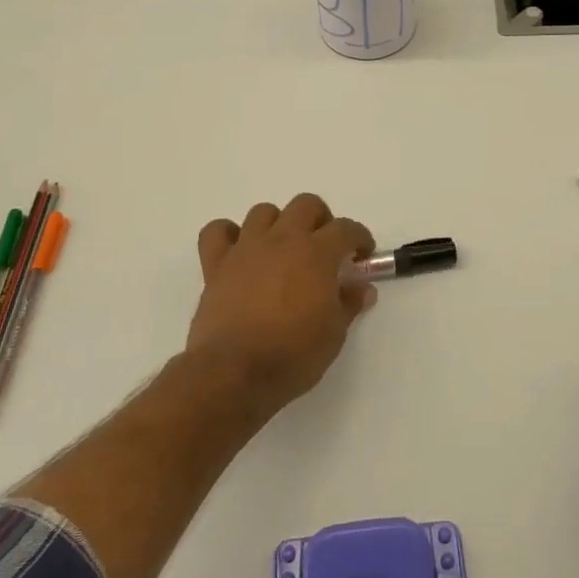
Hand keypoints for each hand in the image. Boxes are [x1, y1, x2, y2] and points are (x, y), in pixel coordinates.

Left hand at [186, 194, 375, 415]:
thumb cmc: (293, 354)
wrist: (235, 372)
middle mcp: (283, 239)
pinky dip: (228, 235)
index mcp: (317, 253)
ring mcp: (247, 248)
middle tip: (324, 247)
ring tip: (282, 249)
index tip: (362, 254)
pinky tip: (238, 253)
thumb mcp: (334, 333)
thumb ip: (349, 303)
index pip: (346, 228)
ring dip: (277, 224)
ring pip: (263, 212)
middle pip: (306, 204)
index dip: (359, 237)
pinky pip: (217, 232)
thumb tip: (362, 289)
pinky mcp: (216, 264)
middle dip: (320, 220)